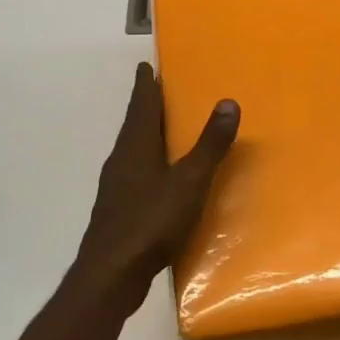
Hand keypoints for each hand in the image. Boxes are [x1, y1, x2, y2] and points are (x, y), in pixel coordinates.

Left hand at [67, 63, 239, 318]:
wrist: (111, 274)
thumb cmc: (151, 221)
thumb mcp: (190, 181)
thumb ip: (210, 144)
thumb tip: (228, 102)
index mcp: (135, 146)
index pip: (141, 105)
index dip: (145, 85)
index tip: (146, 66)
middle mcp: (121, 160)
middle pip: (134, 125)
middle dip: (145, 106)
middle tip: (159, 91)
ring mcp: (116, 187)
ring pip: (132, 150)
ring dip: (145, 135)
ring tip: (163, 129)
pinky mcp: (118, 210)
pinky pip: (134, 174)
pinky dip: (147, 163)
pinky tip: (159, 178)